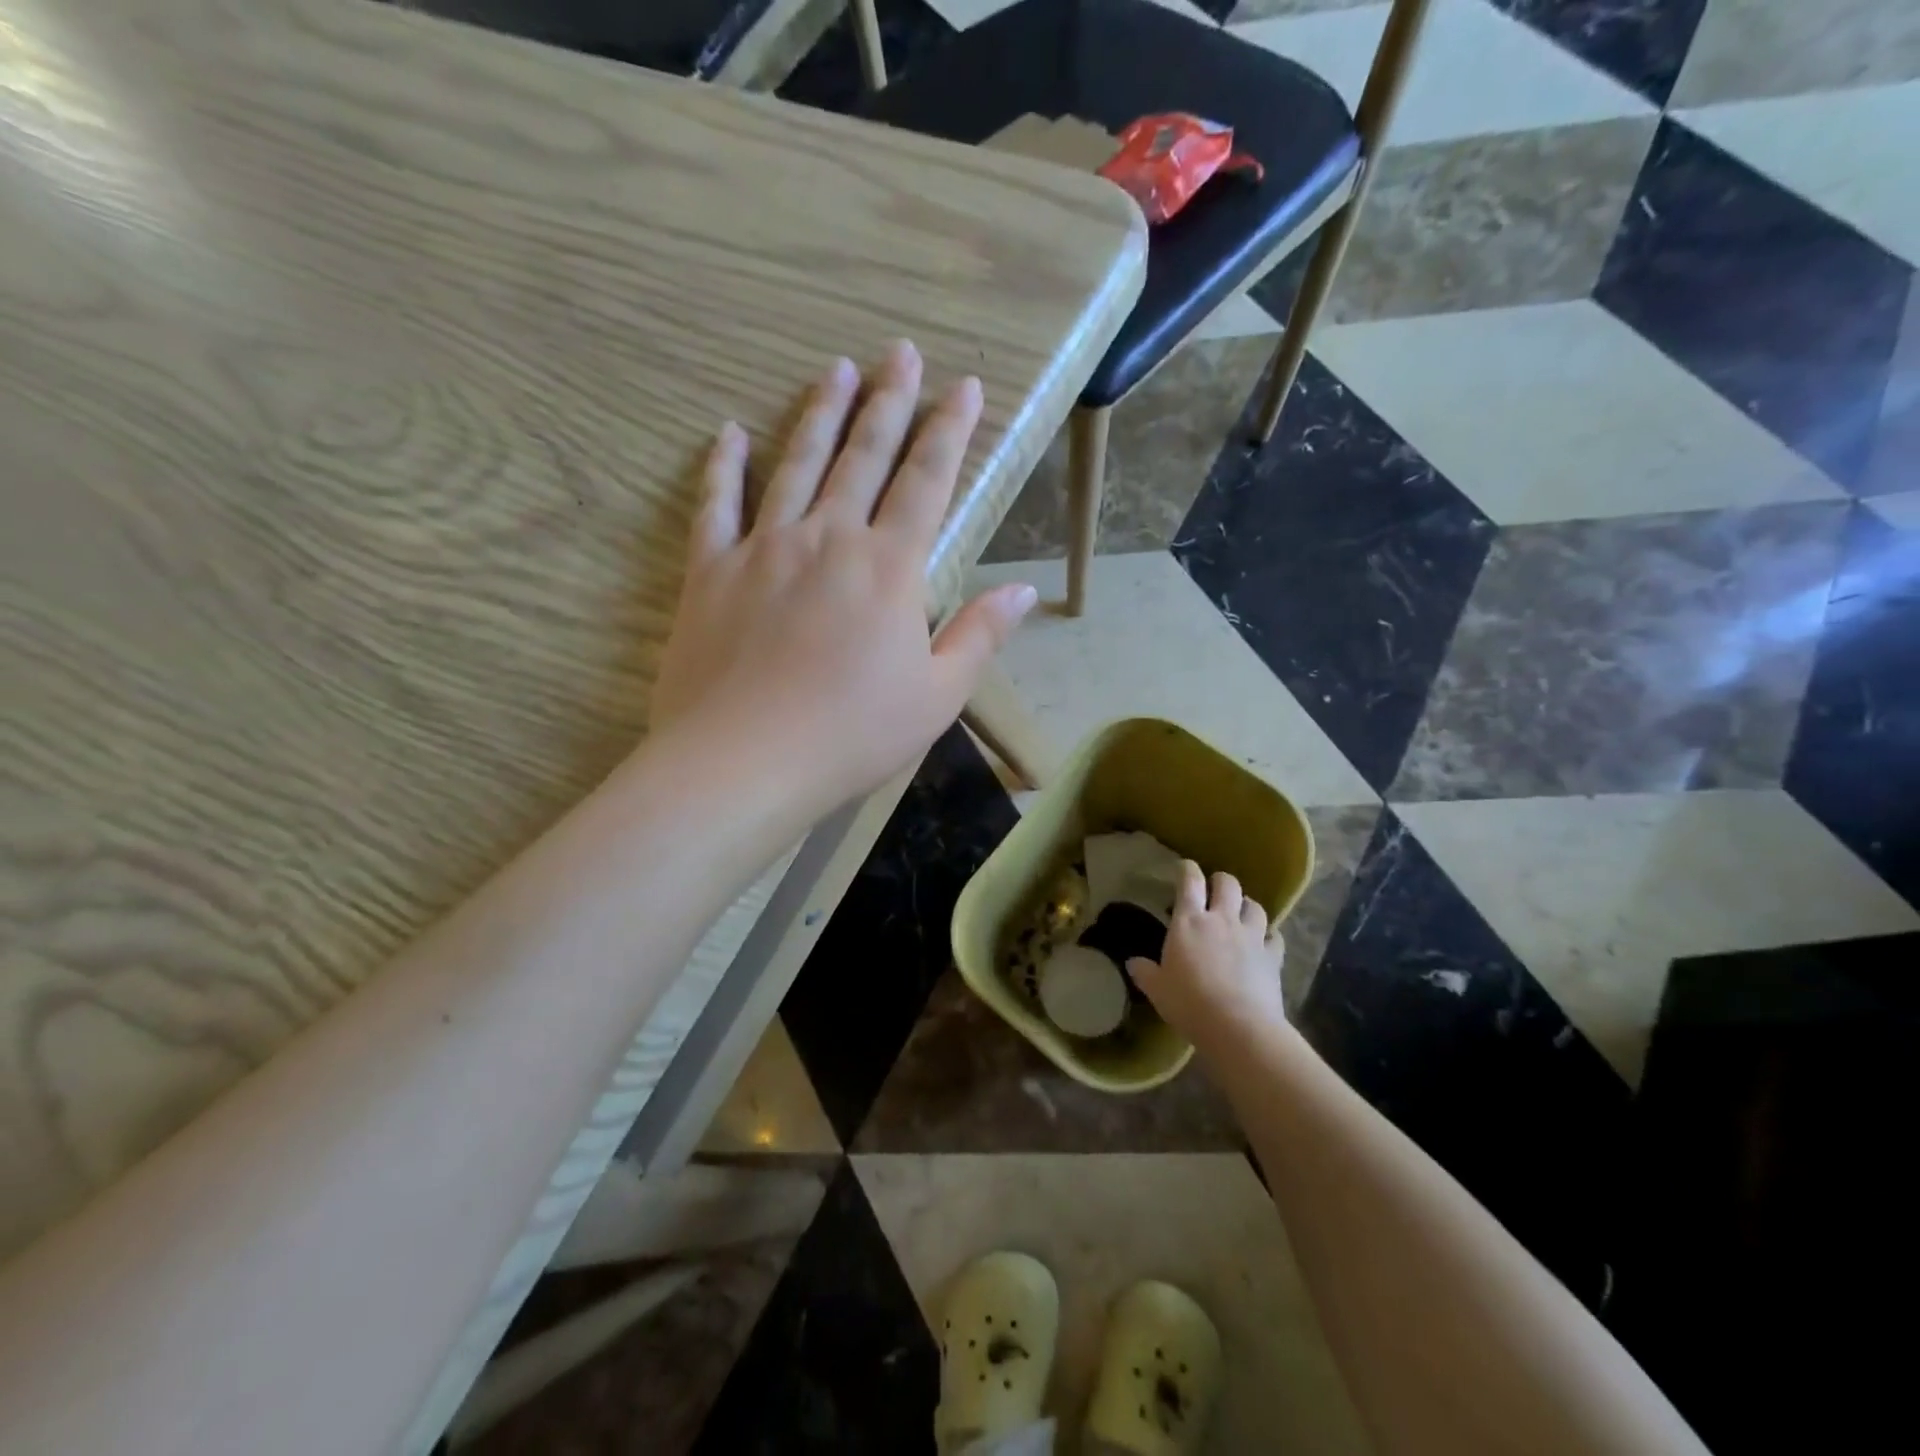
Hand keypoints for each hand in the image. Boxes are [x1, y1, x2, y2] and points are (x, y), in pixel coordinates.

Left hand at [651, 341, 1037, 814]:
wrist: (743, 763)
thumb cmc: (852, 736)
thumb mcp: (936, 697)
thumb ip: (979, 636)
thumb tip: (1023, 590)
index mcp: (888, 568)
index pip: (928, 481)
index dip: (950, 431)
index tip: (964, 386)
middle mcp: (828, 538)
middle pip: (863, 456)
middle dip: (888, 401)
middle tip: (899, 351)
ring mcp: (764, 548)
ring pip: (796, 463)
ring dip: (819, 413)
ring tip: (835, 369)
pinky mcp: (711, 571)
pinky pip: (717, 505)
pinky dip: (724, 466)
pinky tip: (731, 433)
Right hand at [1129, 863, 1287, 1049]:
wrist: (1239, 1028)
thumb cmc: (1190, 1003)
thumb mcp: (1157, 990)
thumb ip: (1145, 972)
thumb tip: (1132, 963)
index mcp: (1189, 921)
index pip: (1190, 881)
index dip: (1187, 869)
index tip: (1184, 867)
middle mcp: (1222, 920)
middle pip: (1228, 884)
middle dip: (1220, 881)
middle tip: (1214, 891)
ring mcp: (1251, 936)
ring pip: (1255, 905)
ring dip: (1247, 905)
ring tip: (1240, 913)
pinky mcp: (1273, 957)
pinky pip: (1275, 936)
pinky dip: (1269, 935)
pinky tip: (1264, 942)